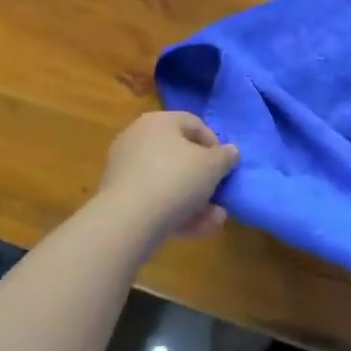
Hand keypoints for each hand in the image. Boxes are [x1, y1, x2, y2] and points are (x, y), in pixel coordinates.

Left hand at [97, 111, 238, 247]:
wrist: (128, 219)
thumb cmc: (176, 179)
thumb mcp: (213, 165)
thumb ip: (226, 156)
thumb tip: (230, 152)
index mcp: (159, 121)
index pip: (194, 124)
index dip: (215, 144)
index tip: (226, 166)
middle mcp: (138, 139)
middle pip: (180, 156)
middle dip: (204, 178)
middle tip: (219, 194)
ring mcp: (126, 169)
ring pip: (169, 182)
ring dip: (195, 200)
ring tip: (215, 219)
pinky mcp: (119, 198)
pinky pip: (154, 200)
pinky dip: (175, 212)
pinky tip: (196, 229)